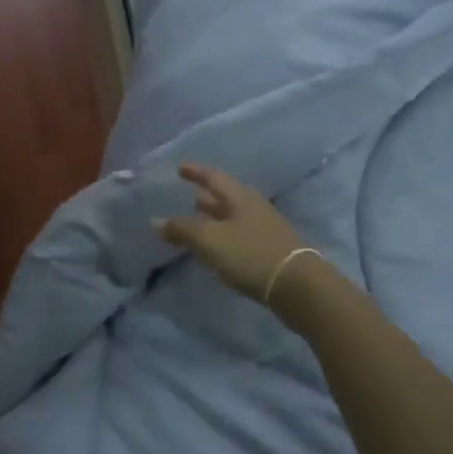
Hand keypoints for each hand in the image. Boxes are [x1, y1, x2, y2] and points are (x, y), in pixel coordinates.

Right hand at [154, 163, 307, 303]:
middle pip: (225, 196)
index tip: (179, 168)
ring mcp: (264, 228)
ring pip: (233, 216)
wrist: (296, 285)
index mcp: (239, 197)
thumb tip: (155, 221)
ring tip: (197, 220)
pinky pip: (240, 234)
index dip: (195, 172)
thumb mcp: (210, 241)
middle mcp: (253, 207)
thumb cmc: (250, 255)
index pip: (213, 177)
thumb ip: (182, 230)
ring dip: (214, 216)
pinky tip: (216, 247)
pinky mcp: (269, 249)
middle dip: (206, 196)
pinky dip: (223, 234)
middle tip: (187, 196)